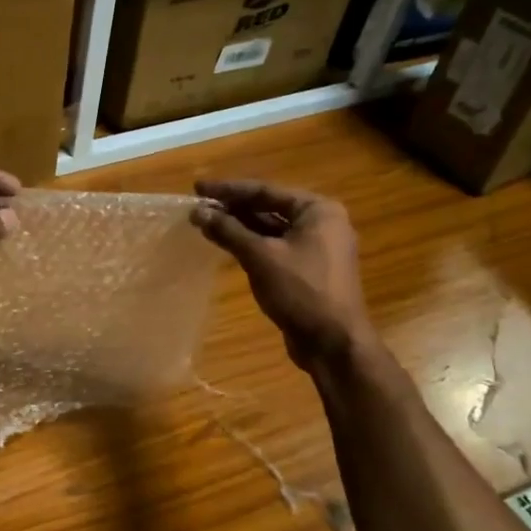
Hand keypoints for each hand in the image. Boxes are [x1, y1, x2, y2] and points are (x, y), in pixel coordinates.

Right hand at [192, 180, 370, 369]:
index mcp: (318, 210)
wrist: (333, 343)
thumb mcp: (260, 257)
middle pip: (268, 207)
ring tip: (205, 222)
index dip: (229, 190)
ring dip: (239, 227)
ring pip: (270, 229)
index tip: (198, 187)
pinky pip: (274, 248)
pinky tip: (226, 244)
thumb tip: (197, 211)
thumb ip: (228, 231)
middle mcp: (321, 223)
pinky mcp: (307, 270)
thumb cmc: (302, 291)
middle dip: (232, 208)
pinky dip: (251, 244)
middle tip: (198, 205)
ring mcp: (316, 248)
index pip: (265, 190)